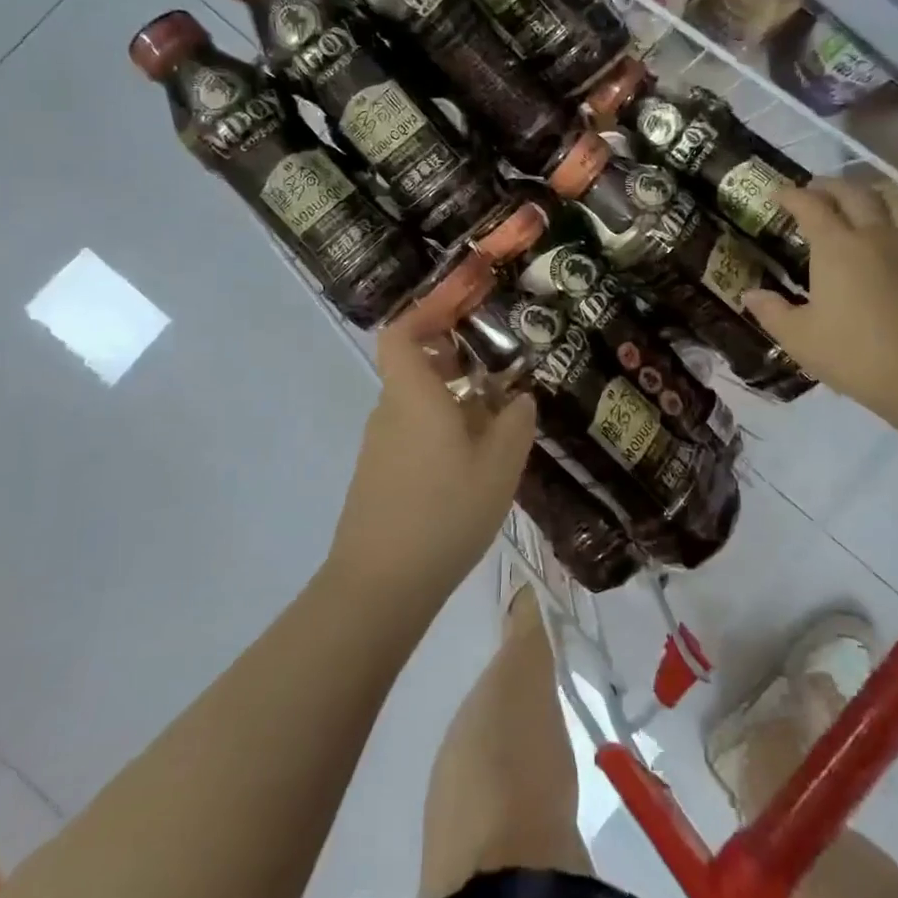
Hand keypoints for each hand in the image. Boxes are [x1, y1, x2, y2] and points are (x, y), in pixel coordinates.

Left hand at [326, 322, 537, 607]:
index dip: (426, 314)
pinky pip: (412, 434)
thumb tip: (518, 399)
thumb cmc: (443, 512)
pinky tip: (472, 463)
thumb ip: (515, 424)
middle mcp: (390, 410)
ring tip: (497, 422)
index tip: (461, 311)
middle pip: (414, 367)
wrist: (379, 586)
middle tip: (496, 370)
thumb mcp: (499, 466)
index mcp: (413, 394)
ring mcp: (379, 446)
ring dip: (452, 401)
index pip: (400, 334)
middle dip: (454, 361)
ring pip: (417, 403)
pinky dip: (440, 431)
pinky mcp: (379, 476)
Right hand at [743, 178, 897, 421]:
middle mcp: (873, 235)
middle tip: (813, 191)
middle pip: (853, 193)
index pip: (810, 206)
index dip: (791, 195)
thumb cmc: (852, 354)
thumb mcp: (798, 337)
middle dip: (829, 186)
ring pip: (892, 200)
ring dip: (870, 192)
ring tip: (857, 200)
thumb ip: (771, 311)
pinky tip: (891, 232)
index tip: (776, 194)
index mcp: (836, 247)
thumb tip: (749, 294)